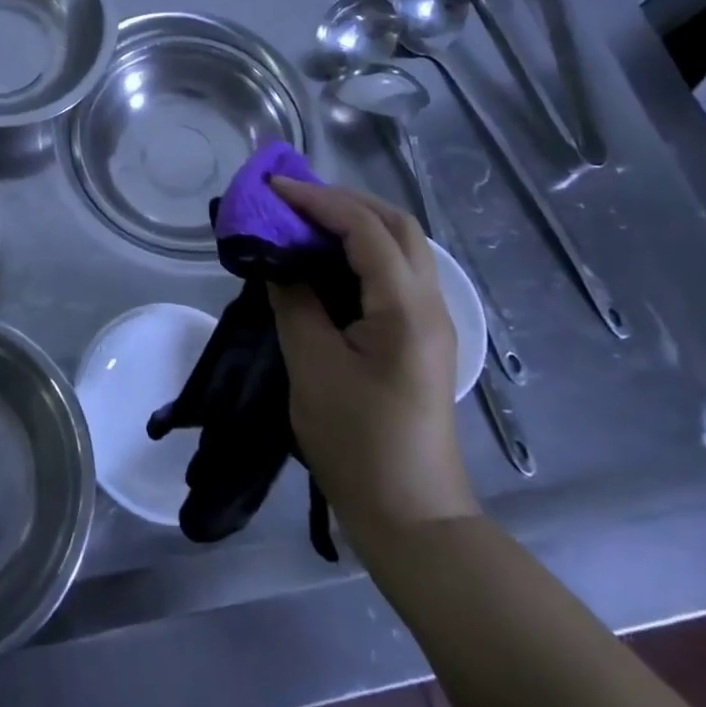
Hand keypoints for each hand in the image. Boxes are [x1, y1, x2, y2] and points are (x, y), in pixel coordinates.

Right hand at [267, 178, 478, 528]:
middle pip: (397, 224)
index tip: (273, 190)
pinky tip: (329, 261)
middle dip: (345, 201)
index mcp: (405, 309)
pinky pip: (397, 271)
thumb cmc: (357, 442)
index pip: (365, 229)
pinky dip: (363, 250)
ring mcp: (432, 321)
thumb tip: (279, 261)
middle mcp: (430, 304)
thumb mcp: (312, 366)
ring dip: (357, 222)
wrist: (411, 516)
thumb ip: (294, 302)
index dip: (318, 201)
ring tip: (307, 220)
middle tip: (295, 199)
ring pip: (402, 246)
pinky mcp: (422, 337)